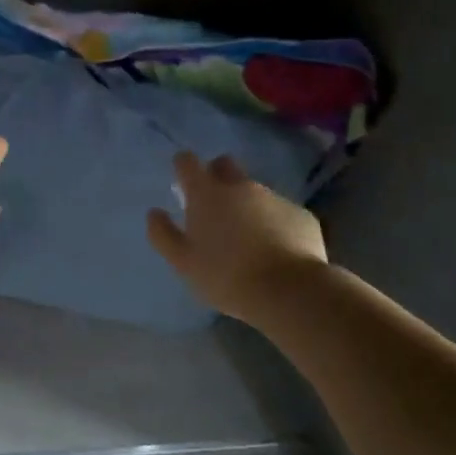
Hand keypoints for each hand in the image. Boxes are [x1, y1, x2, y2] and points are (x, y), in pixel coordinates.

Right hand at [146, 152, 329, 318]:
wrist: (290, 291)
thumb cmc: (227, 276)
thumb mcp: (184, 263)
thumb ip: (163, 234)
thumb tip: (154, 213)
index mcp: (207, 194)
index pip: (187, 162)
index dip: (183, 166)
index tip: (182, 181)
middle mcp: (240, 186)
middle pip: (225, 165)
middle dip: (217, 176)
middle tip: (215, 207)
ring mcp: (274, 198)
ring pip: (255, 191)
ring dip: (247, 205)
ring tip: (248, 239)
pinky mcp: (301, 215)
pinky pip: (281, 213)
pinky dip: (274, 224)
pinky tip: (276, 251)